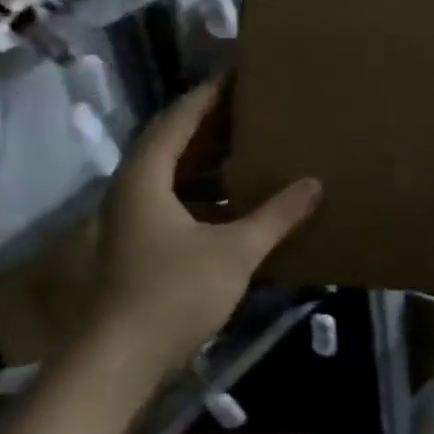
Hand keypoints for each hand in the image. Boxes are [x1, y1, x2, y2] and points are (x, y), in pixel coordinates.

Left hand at [89, 78, 321, 376]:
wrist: (119, 361)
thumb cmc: (173, 294)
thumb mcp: (234, 251)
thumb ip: (276, 216)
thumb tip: (314, 184)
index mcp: (146, 175)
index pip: (180, 117)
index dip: (211, 93)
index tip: (240, 72)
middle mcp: (132, 188)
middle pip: (173, 142)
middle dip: (212, 124)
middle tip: (253, 106)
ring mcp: (132, 219)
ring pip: (172, 175)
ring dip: (208, 160)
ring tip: (250, 146)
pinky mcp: (139, 246)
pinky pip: (174, 201)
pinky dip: (204, 193)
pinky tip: (237, 202)